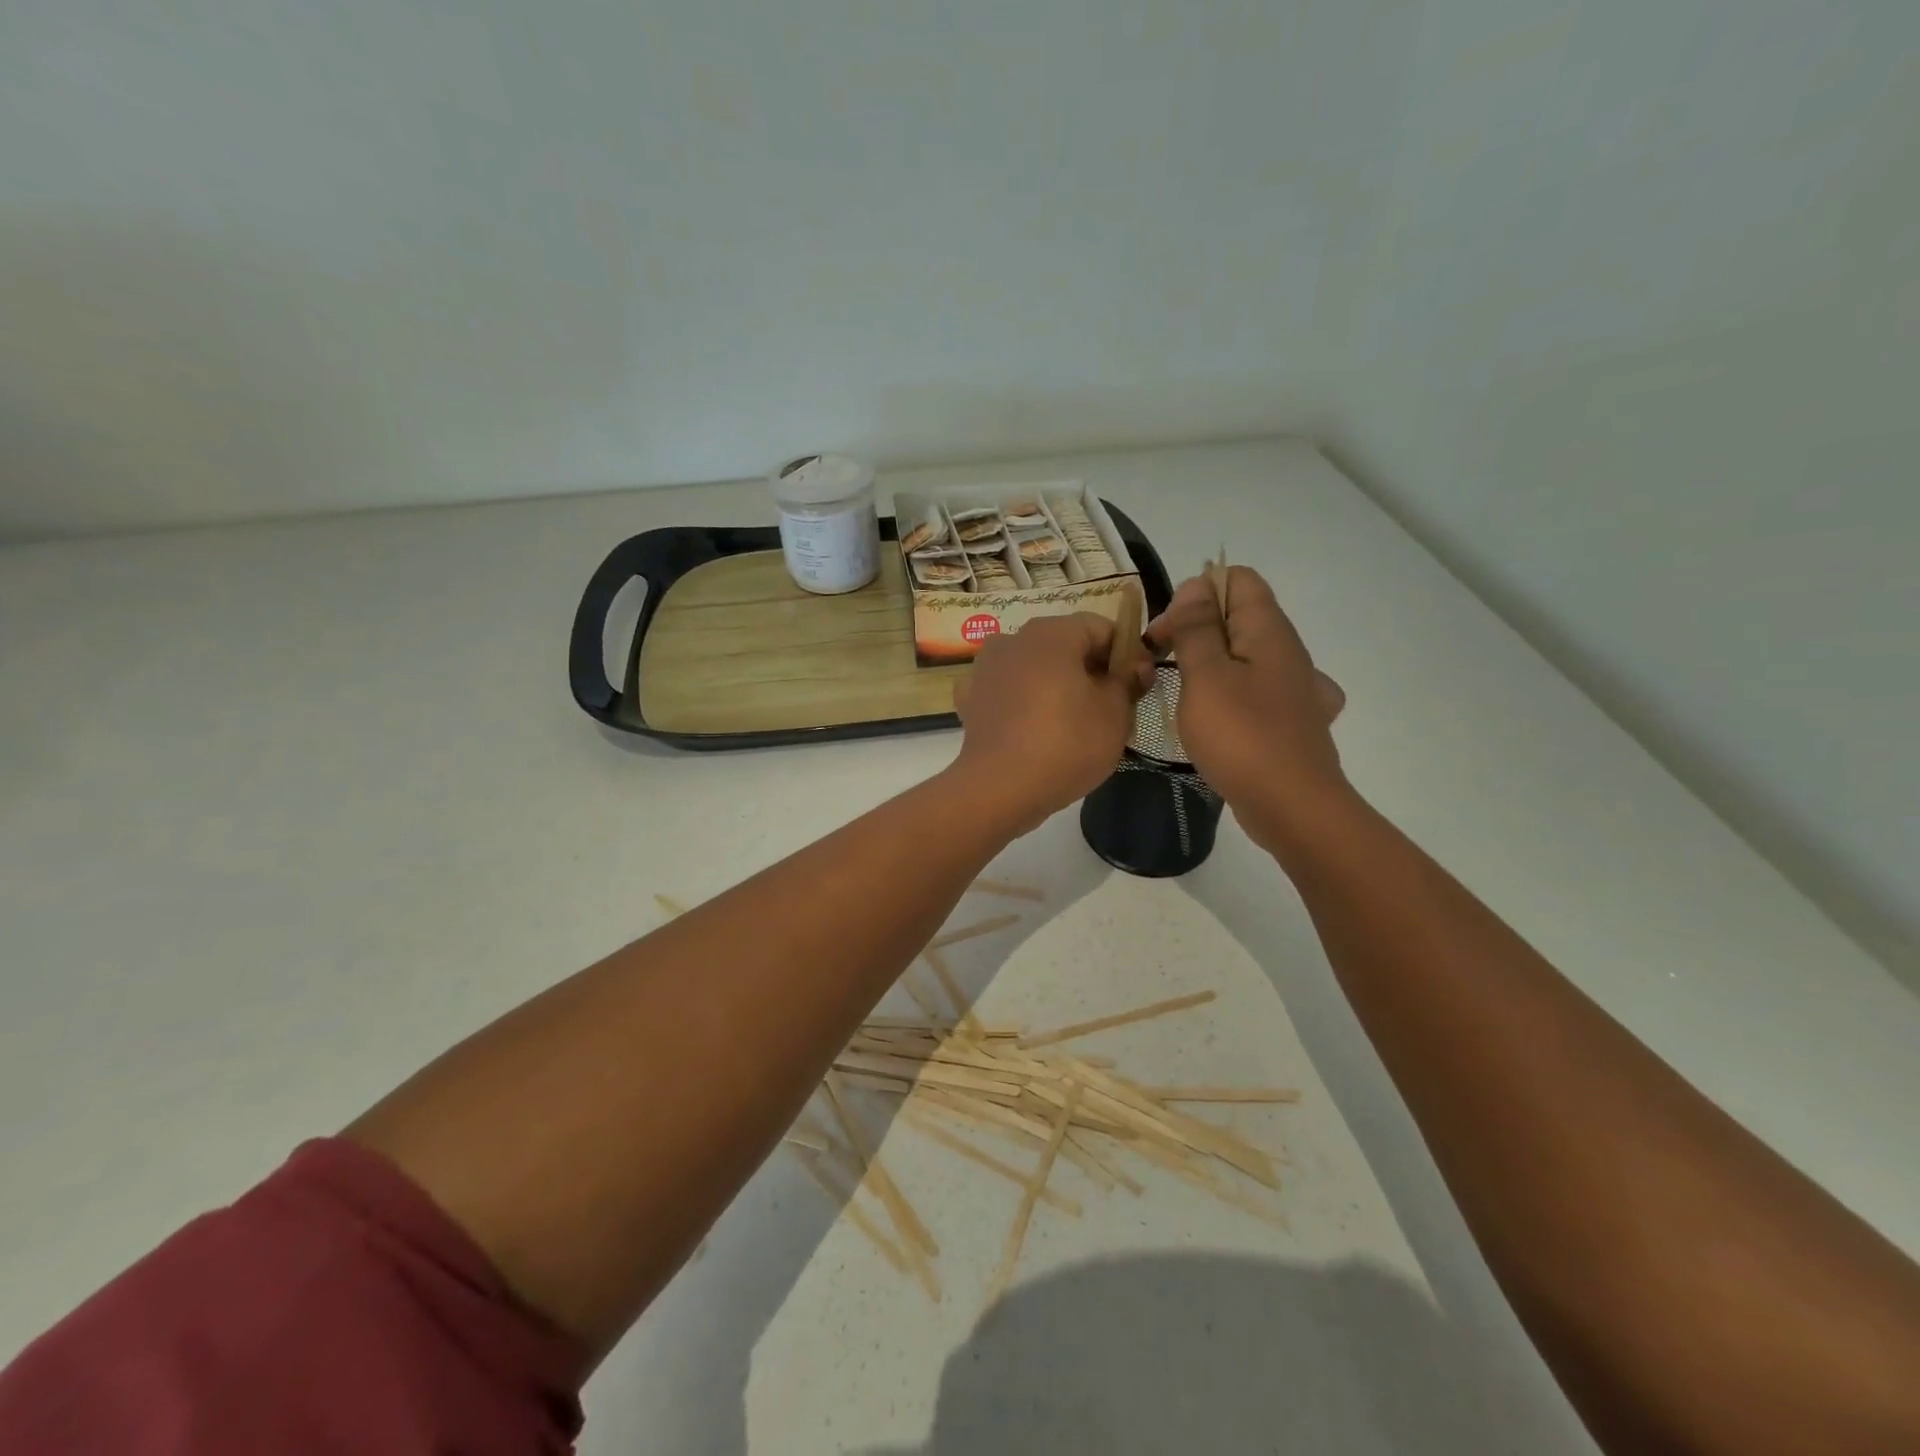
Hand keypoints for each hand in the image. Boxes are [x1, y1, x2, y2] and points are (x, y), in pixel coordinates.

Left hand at [952, 613, 1151, 833]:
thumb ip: (1128, 681)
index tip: (1137, 685)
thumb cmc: (1066, 744)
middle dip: (1090, 670)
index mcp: (1051, 633)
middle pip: (1064, 645)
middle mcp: (1013, 639)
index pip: (1100, 628)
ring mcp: (985, 668)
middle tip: (1111, 708)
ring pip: (1034, 668)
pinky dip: (1023, 703)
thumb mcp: (1115, 713)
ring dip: (1056, 685)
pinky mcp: (970, 699)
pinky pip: (1008, 692)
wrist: (999, 789)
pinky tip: (1034, 730)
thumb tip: (1133, 666)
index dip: (1125, 653)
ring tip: (1073, 723)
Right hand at [1146, 568, 1349, 851]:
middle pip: (1238, 616)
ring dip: (1209, 664)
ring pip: (1244, 655)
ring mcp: (1292, 688)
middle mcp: (1286, 651)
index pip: (1237, 578)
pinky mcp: (1289, 721)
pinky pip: (1255, 690)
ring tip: (1182, 693)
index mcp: (1268, 631)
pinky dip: (1232, 694)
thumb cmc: (1242, 736)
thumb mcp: (1206, 676)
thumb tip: (1195, 587)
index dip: (1196, 593)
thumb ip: (1197, 628)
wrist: (1292, 806)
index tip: (1166, 631)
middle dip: (1195, 629)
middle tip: (1160, 663)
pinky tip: (1219, 718)